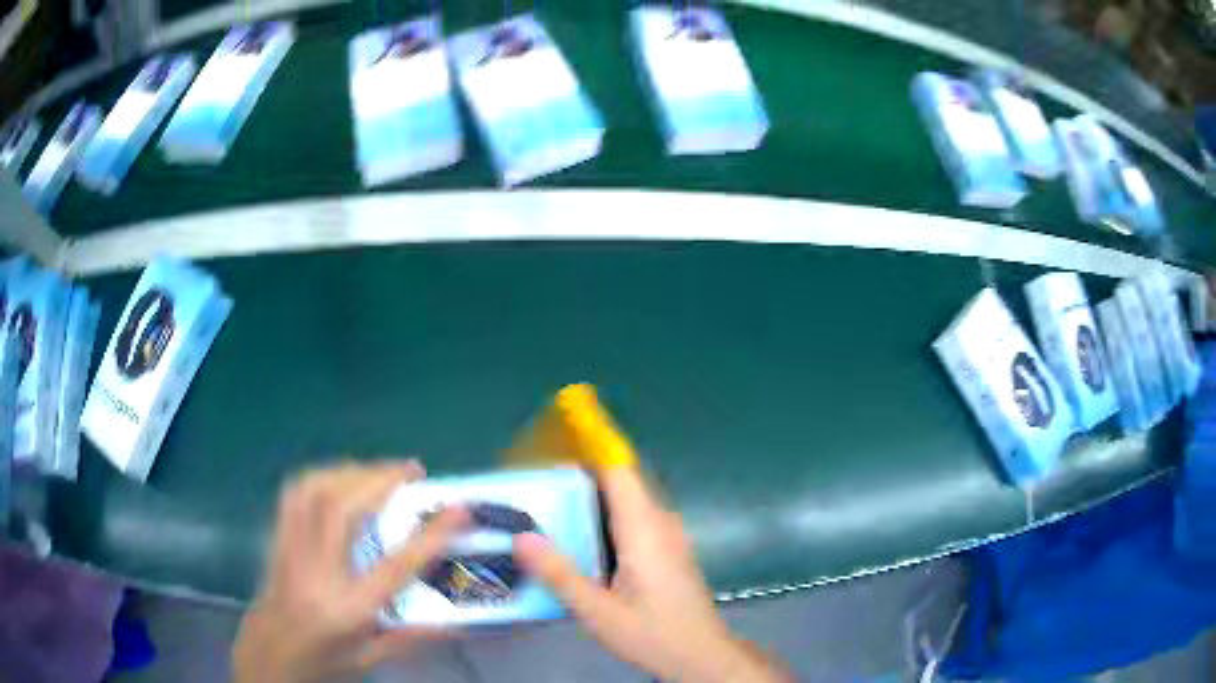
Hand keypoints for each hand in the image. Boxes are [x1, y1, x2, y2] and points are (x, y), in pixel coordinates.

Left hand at [233, 460, 466, 682]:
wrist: (268, 653)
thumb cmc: (322, 660)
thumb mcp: (370, 659)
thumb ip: (410, 638)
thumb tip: (457, 622)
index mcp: (347, 610)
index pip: (393, 568)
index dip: (430, 535)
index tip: (460, 508)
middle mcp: (317, 574)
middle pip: (343, 511)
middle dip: (381, 480)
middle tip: (412, 471)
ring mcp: (291, 551)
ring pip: (314, 492)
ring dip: (351, 471)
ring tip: (379, 471)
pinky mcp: (277, 538)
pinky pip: (294, 492)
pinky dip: (322, 475)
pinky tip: (340, 478)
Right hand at [513, 466, 791, 682]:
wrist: (701, 655)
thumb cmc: (653, 634)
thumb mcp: (598, 612)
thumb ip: (559, 575)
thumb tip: (521, 537)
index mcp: (644, 529)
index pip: (619, 469)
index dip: (593, 443)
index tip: (561, 425)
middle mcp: (660, 522)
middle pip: (622, 478)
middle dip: (583, 467)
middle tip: (538, 472)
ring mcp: (668, 534)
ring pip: (629, 498)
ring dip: (594, 491)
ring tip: (550, 497)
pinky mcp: (668, 548)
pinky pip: (634, 515)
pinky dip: (606, 511)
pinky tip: (581, 533)